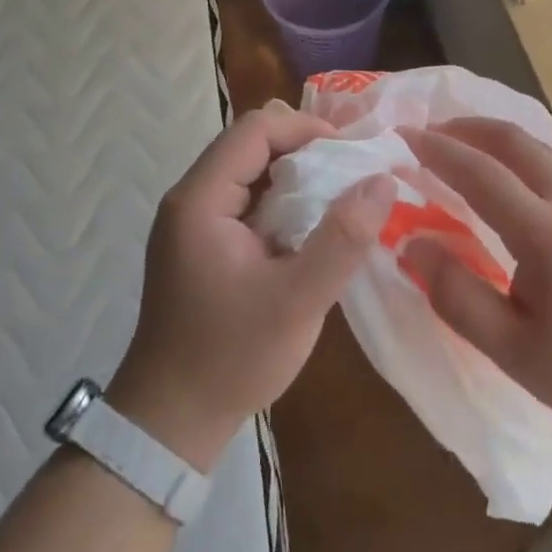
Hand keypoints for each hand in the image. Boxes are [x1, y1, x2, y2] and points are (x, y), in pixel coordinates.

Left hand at [109, 100, 390, 471]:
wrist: (170, 423)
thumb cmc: (231, 358)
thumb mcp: (298, 300)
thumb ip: (342, 238)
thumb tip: (382, 180)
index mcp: (201, 199)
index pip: (255, 129)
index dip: (306, 129)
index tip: (351, 154)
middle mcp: (190, 198)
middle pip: (250, 144)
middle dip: (305, 150)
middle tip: (351, 176)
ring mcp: (192, 222)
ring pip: (250, 172)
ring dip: (295, 177)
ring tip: (339, 199)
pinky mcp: (200, 244)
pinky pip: (245, 202)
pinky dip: (281, 203)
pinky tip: (310, 230)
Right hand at [399, 118, 551, 447]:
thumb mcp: (513, 350)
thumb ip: (457, 295)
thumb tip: (412, 243)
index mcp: (546, 234)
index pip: (481, 174)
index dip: (438, 151)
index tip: (404, 135)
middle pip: (515, 141)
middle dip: (467, 128)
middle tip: (430, 132)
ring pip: (541, 148)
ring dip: (497, 138)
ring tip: (464, 146)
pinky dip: (523, 155)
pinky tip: (513, 179)